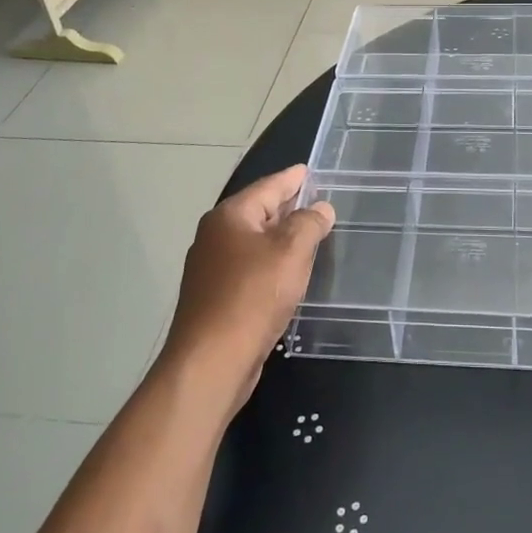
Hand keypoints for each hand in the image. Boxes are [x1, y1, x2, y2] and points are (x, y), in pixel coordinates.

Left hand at [161, 166, 333, 404]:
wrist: (210, 362)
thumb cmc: (252, 296)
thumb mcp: (291, 252)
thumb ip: (309, 224)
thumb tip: (321, 208)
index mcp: (230, 217)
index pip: (268, 187)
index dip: (292, 179)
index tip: (309, 170)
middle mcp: (215, 236)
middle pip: (258, 212)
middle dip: (287, 207)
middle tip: (316, 201)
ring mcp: (211, 269)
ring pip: (253, 242)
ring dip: (280, 238)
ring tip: (308, 235)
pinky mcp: (215, 298)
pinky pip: (249, 268)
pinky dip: (270, 264)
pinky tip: (287, 274)